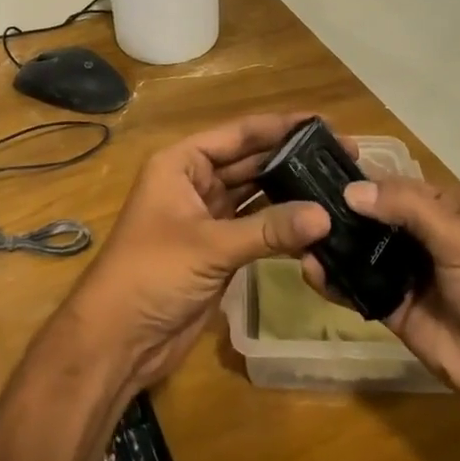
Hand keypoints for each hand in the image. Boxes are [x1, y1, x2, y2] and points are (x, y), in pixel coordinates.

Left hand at [60, 114, 330, 391]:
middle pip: (249, 162)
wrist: (119, 338)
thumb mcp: (210, 246)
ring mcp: (207, 217)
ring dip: (289, 193)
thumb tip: (325, 215)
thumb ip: (268, 229)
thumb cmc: (152, 273)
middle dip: (290, 159)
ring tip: (336, 186)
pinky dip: (282, 227)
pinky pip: (256, 228)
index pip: (237, 134)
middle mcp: (195, 182)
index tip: (323, 122)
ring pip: (255, 195)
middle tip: (341, 157)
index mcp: (182, 164)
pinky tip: (316, 225)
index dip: (278, 126)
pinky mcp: (218, 250)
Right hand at [299, 175, 459, 406]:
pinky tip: (311, 271)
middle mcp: (422, 237)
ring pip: (360, 251)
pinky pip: (359, 289)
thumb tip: (350, 191)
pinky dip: (335, 281)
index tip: (314, 168)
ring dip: (332, 244)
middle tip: (294, 203)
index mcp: (444, 209)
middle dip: (337, 211)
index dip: (358, 176)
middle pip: (370, 217)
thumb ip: (407, 208)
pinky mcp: (394, 309)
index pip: (392, 183)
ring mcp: (407, 274)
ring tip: (296, 237)